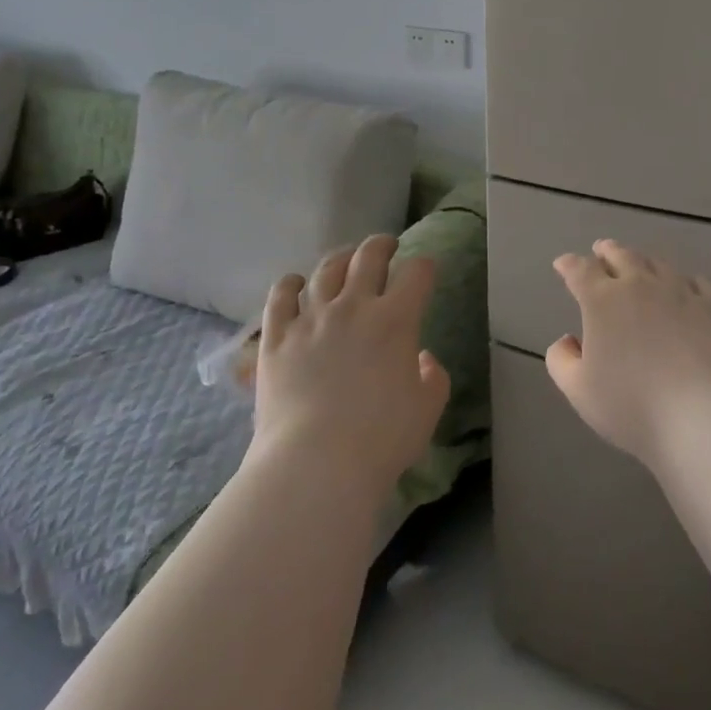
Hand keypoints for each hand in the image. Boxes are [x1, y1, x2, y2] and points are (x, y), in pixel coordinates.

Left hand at [251, 234, 450, 498]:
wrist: (316, 464)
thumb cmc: (381, 440)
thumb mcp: (427, 410)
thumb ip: (433, 377)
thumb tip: (422, 357)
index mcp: (395, 319)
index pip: (417, 273)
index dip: (425, 266)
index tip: (425, 270)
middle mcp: (353, 306)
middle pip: (369, 256)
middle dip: (382, 245)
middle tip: (387, 246)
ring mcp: (311, 318)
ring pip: (326, 270)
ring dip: (340, 258)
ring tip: (344, 259)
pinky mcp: (277, 337)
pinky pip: (280, 297)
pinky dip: (289, 284)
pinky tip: (294, 283)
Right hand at [547, 239, 710, 467]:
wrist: (702, 413)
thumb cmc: (632, 403)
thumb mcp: (578, 390)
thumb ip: (561, 360)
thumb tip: (568, 340)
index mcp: (602, 300)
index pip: (579, 270)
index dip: (568, 264)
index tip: (562, 264)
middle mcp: (639, 285)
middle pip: (620, 255)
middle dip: (606, 251)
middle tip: (601, 250)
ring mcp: (679, 292)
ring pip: (657, 263)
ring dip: (642, 260)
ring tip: (639, 263)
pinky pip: (698, 282)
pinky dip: (685, 280)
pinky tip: (686, 287)